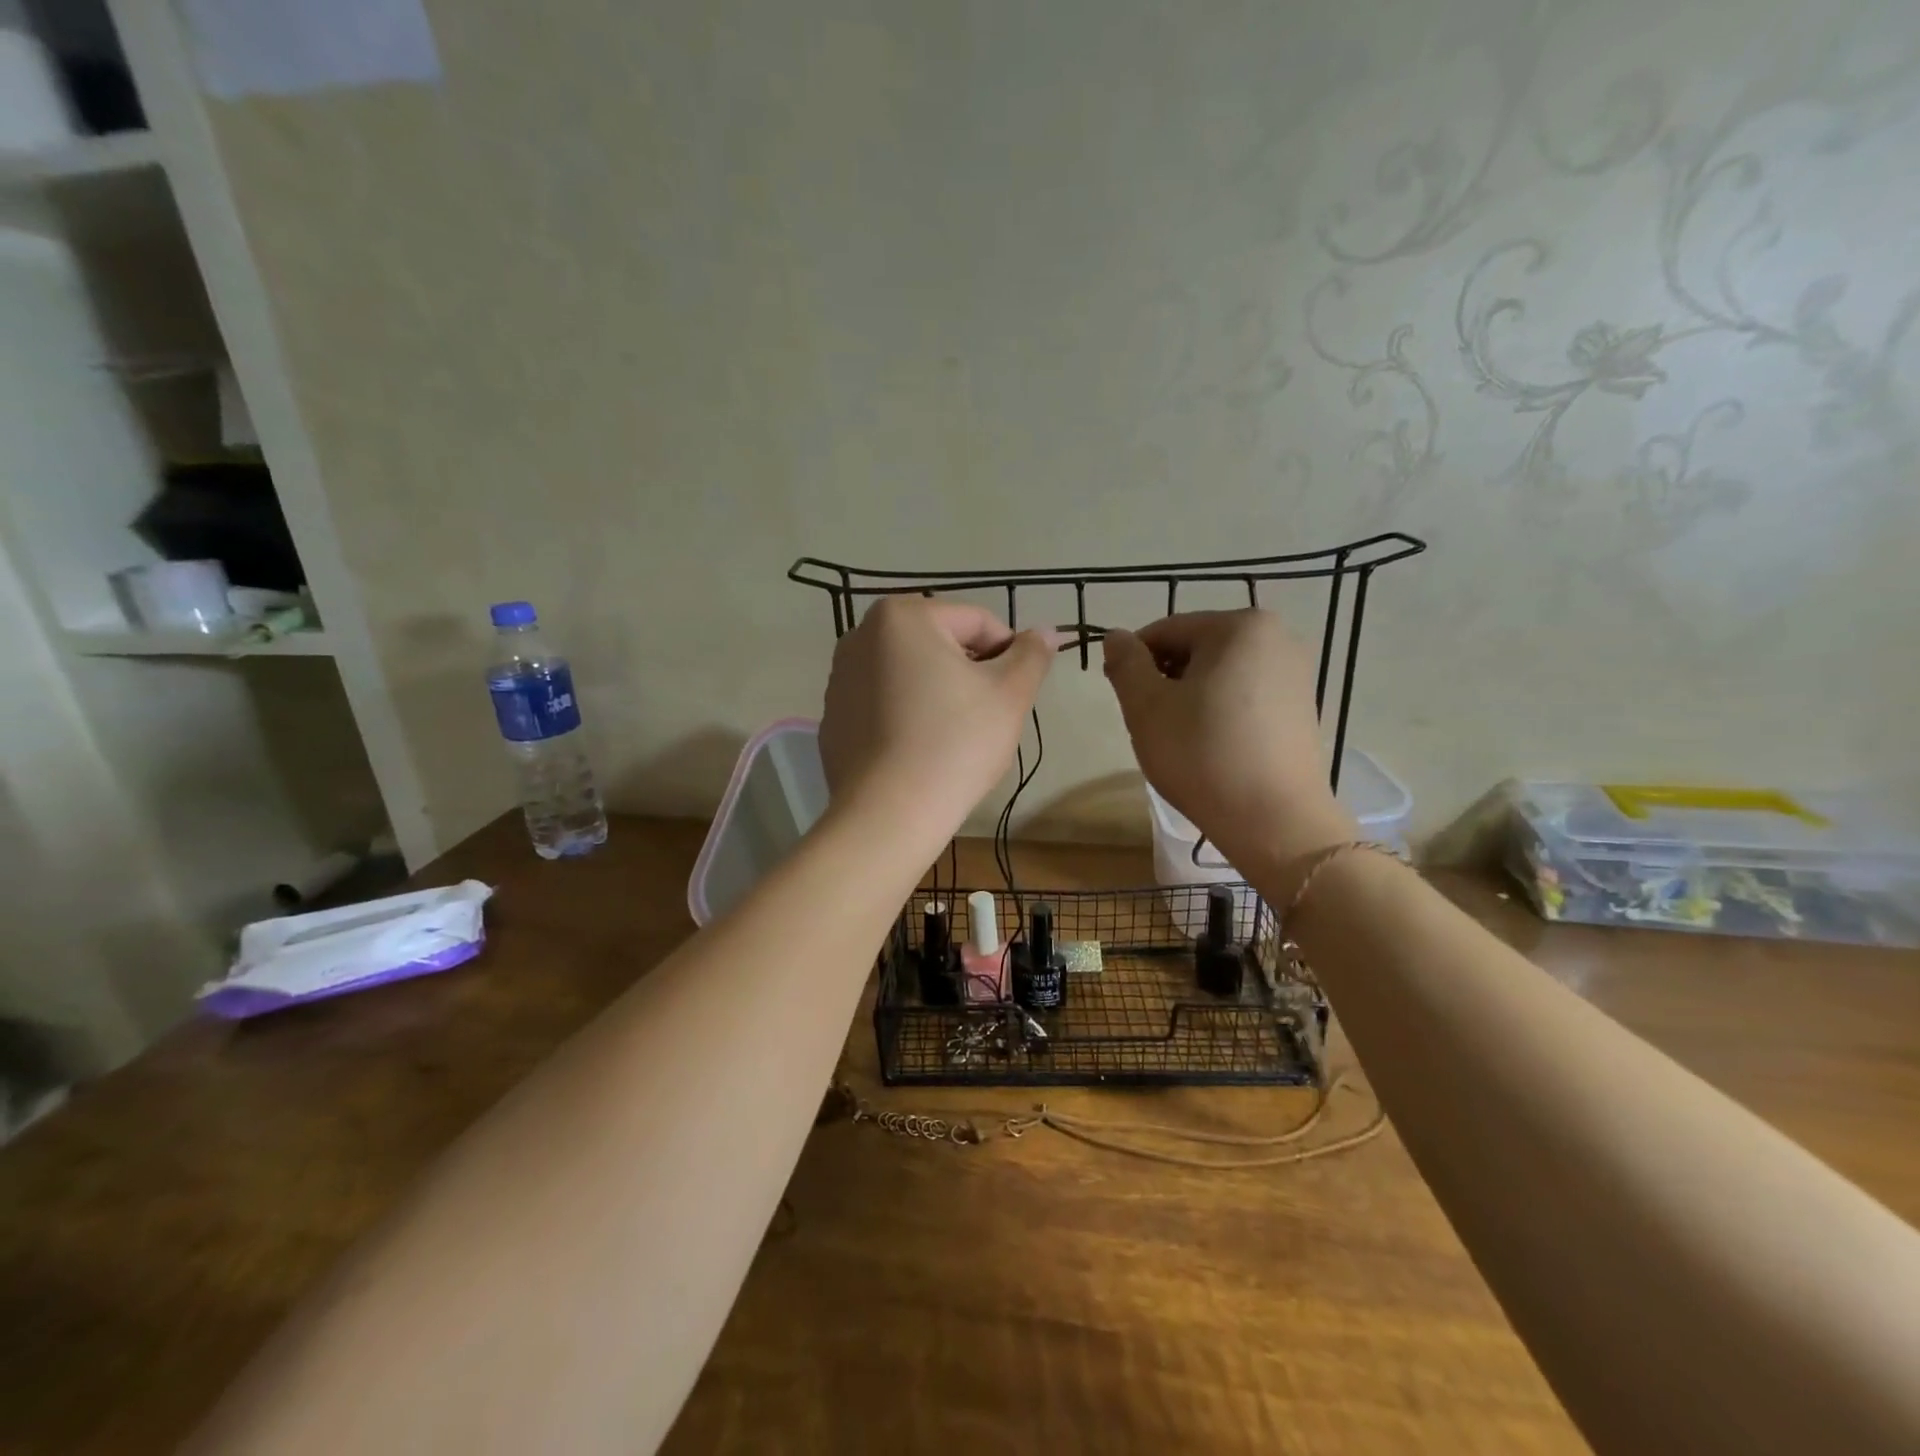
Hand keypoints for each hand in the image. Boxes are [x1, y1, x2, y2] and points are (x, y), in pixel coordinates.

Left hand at [819, 597, 1057, 855]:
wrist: (888, 815)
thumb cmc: (955, 744)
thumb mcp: (1009, 694)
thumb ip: (1032, 655)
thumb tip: (1047, 632)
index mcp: (902, 616)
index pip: (978, 621)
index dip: (1010, 655)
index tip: (1017, 694)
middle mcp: (860, 636)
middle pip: (941, 645)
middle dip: (972, 674)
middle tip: (990, 718)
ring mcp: (840, 678)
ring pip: (911, 675)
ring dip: (940, 694)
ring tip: (956, 738)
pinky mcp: (833, 717)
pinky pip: (884, 705)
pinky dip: (908, 717)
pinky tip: (921, 752)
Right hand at [1103, 610, 1355, 873]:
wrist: (1274, 821)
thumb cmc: (1202, 755)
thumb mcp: (1146, 706)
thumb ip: (1125, 663)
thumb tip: (1116, 636)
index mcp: (1239, 626)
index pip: (1165, 631)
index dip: (1133, 662)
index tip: (1121, 698)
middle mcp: (1276, 637)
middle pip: (1195, 649)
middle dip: (1165, 680)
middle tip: (1150, 724)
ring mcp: (1295, 673)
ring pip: (1219, 674)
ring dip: (1190, 697)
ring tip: (1180, 739)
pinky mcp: (1302, 707)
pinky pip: (1245, 695)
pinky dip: (1219, 711)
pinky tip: (1210, 747)